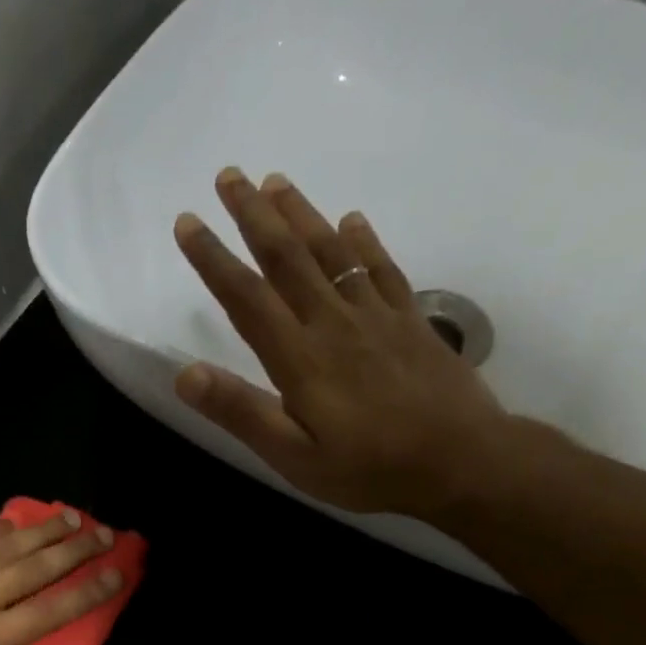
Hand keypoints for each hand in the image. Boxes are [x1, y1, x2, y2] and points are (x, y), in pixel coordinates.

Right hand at [173, 168, 513, 520]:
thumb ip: (242, 413)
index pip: (247, 298)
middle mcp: (333, 322)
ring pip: (332, 252)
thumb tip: (185, 374)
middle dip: (253, 216)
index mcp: (299, 357)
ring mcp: (376, 317)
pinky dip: (363, 241)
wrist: (461, 461)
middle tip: (229, 176)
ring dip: (301, 214)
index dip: (214, 259)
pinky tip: (352, 221)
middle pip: (287, 258)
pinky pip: (383, 269)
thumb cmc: (369, 468)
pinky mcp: (411, 322)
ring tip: (276, 182)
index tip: (188, 222)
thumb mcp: (294, 456)